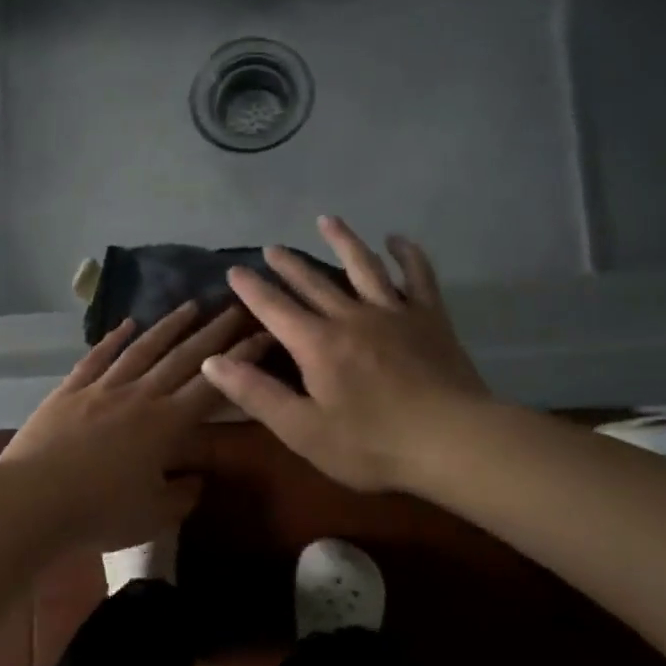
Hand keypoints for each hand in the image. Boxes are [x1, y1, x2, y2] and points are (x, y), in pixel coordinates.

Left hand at [0, 303, 262, 552]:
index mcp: (166, 425)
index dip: (241, 360)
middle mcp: (138, 396)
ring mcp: (101, 389)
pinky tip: (127, 325)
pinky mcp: (69, 391)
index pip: (212, 386)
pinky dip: (113, 339)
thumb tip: (195, 479)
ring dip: (168, 327)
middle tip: (235, 307)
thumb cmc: (99, 513)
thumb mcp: (153, 516)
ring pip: (142, 350)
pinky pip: (96, 358)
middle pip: (182, 358)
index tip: (263, 335)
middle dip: (213, 332)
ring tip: (190, 306)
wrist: (32, 500)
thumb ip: (181, 496)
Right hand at [201, 215, 488, 492]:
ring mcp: (394, 313)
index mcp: (316, 345)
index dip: (252, 289)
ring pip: (363, 267)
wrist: (453, 442)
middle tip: (270, 247)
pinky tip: (397, 240)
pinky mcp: (430, 319)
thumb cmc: (371, 445)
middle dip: (288, 264)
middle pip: (313, 282)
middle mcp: (350, 317)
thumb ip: (256, 393)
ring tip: (327, 220)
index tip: (235, 270)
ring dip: (343, 242)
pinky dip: (407, 256)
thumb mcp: (302, 430)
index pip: (274, 308)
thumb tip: (212, 361)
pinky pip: (417, 277)